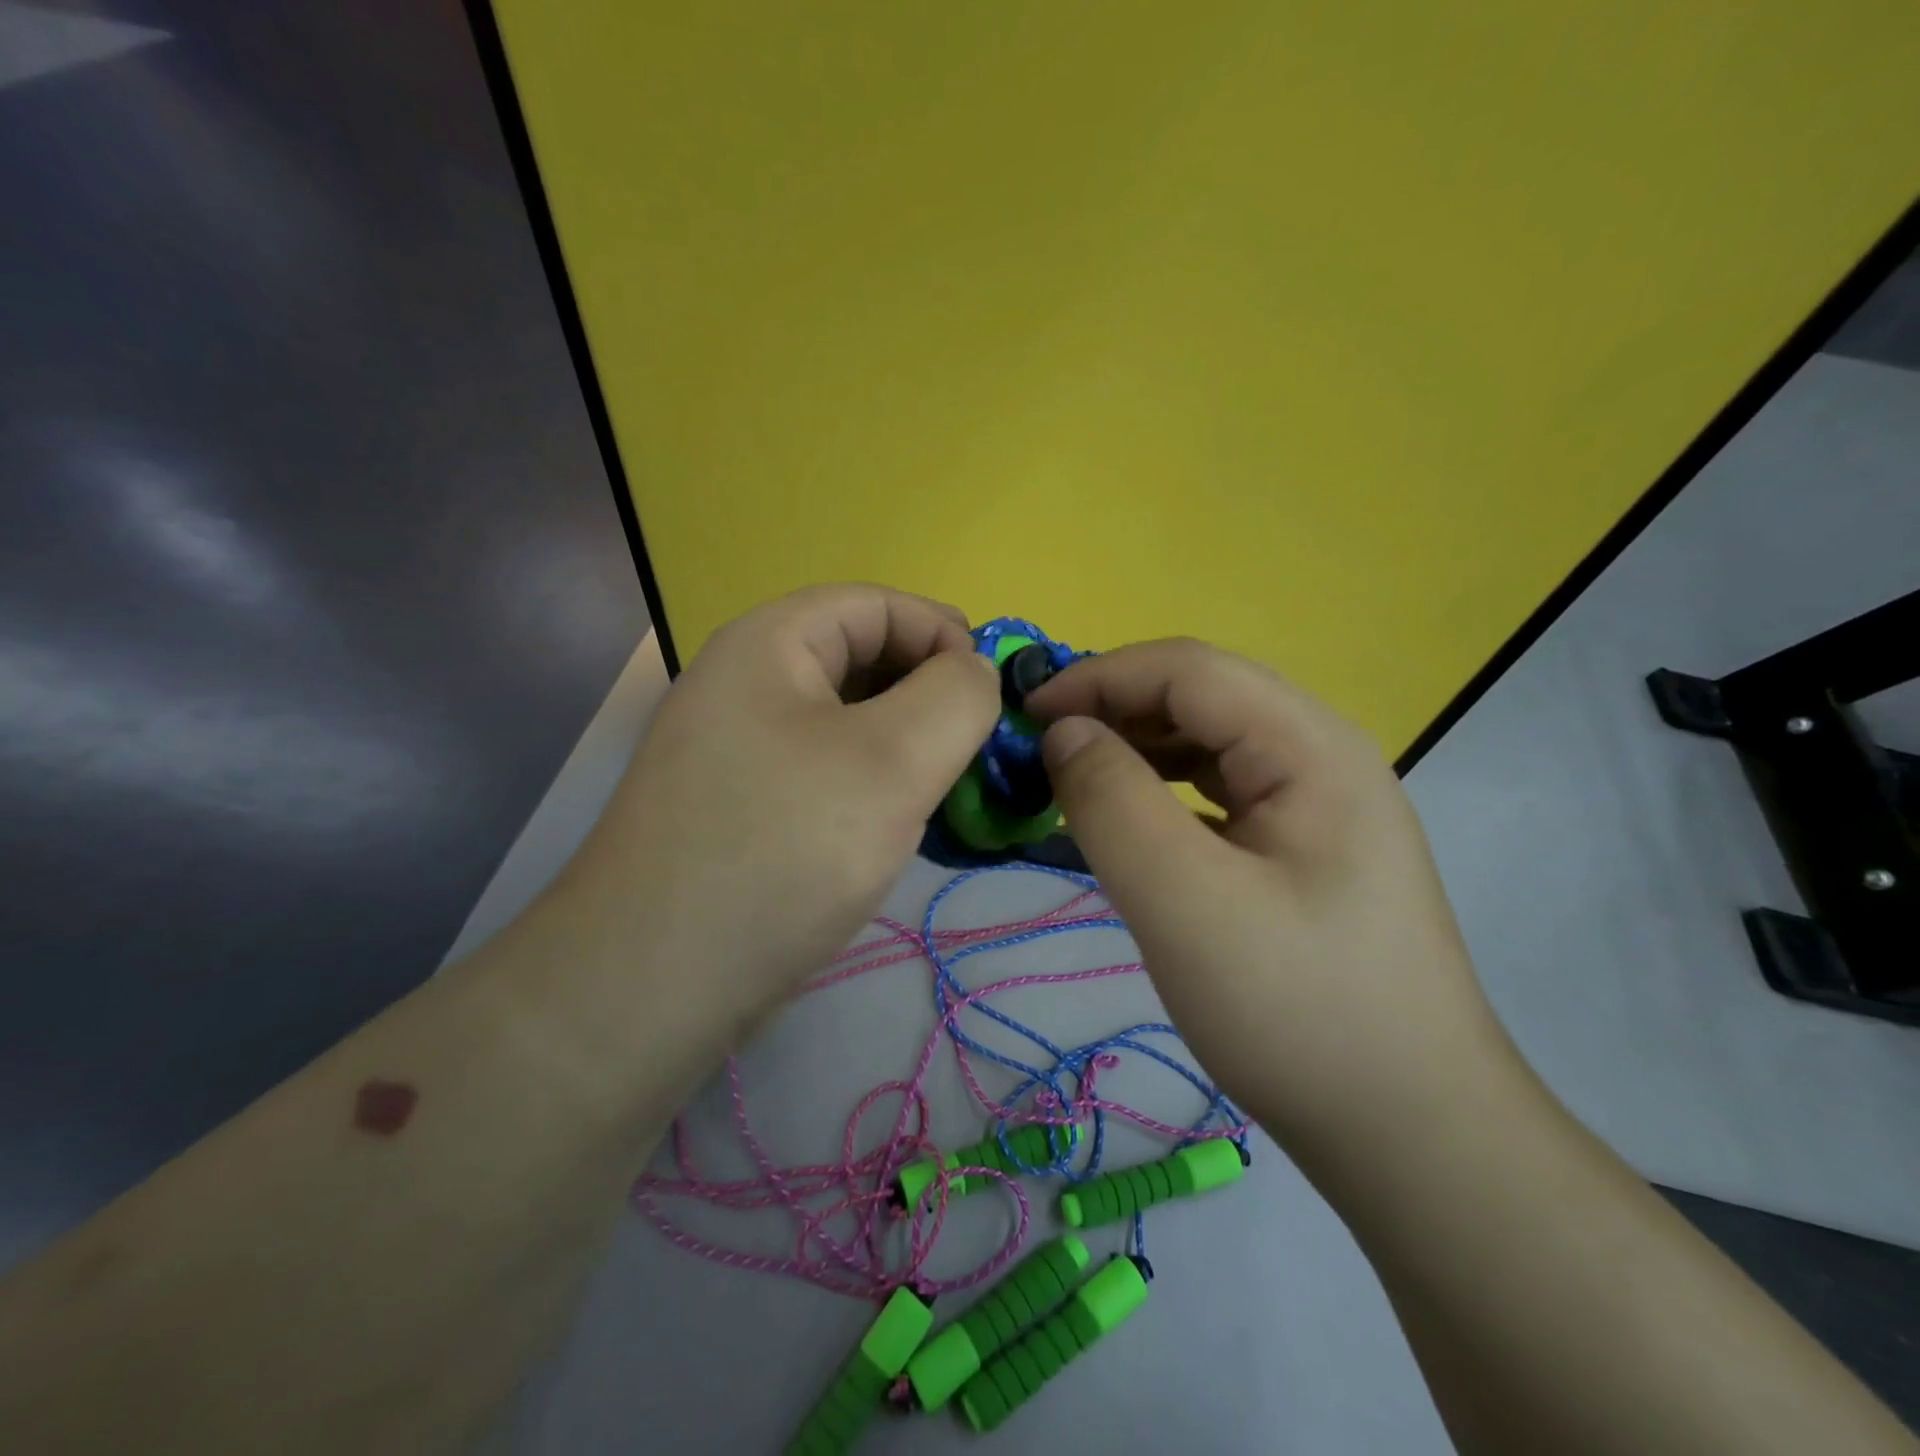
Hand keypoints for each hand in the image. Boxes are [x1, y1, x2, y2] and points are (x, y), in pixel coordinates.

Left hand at [561, 585, 1000, 1044]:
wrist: (654, 983)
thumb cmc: (782, 850)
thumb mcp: (892, 761)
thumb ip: (956, 697)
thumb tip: (976, 671)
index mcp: (770, 644)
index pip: (877, 604)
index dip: (944, 634)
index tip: (993, 695)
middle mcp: (746, 683)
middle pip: (860, 659)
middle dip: (928, 694)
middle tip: (975, 750)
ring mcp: (738, 748)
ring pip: (846, 721)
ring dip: (905, 745)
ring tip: (944, 791)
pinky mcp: (742, 806)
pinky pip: (824, 769)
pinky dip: (872, 784)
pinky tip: (895, 826)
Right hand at [1026, 638, 1516, 1158]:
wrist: (1411, 1134)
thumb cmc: (1297, 1012)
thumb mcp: (1183, 901)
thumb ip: (1112, 801)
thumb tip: (1064, 734)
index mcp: (1310, 746)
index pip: (1188, 669)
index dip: (1098, 677)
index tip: (1026, 717)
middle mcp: (1321, 756)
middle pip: (1201, 698)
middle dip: (1114, 710)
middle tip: (1042, 755)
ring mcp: (1319, 805)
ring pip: (1209, 744)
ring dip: (1136, 748)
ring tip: (1075, 783)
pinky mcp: (1305, 850)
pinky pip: (1219, 793)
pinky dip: (1162, 792)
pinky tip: (1131, 824)